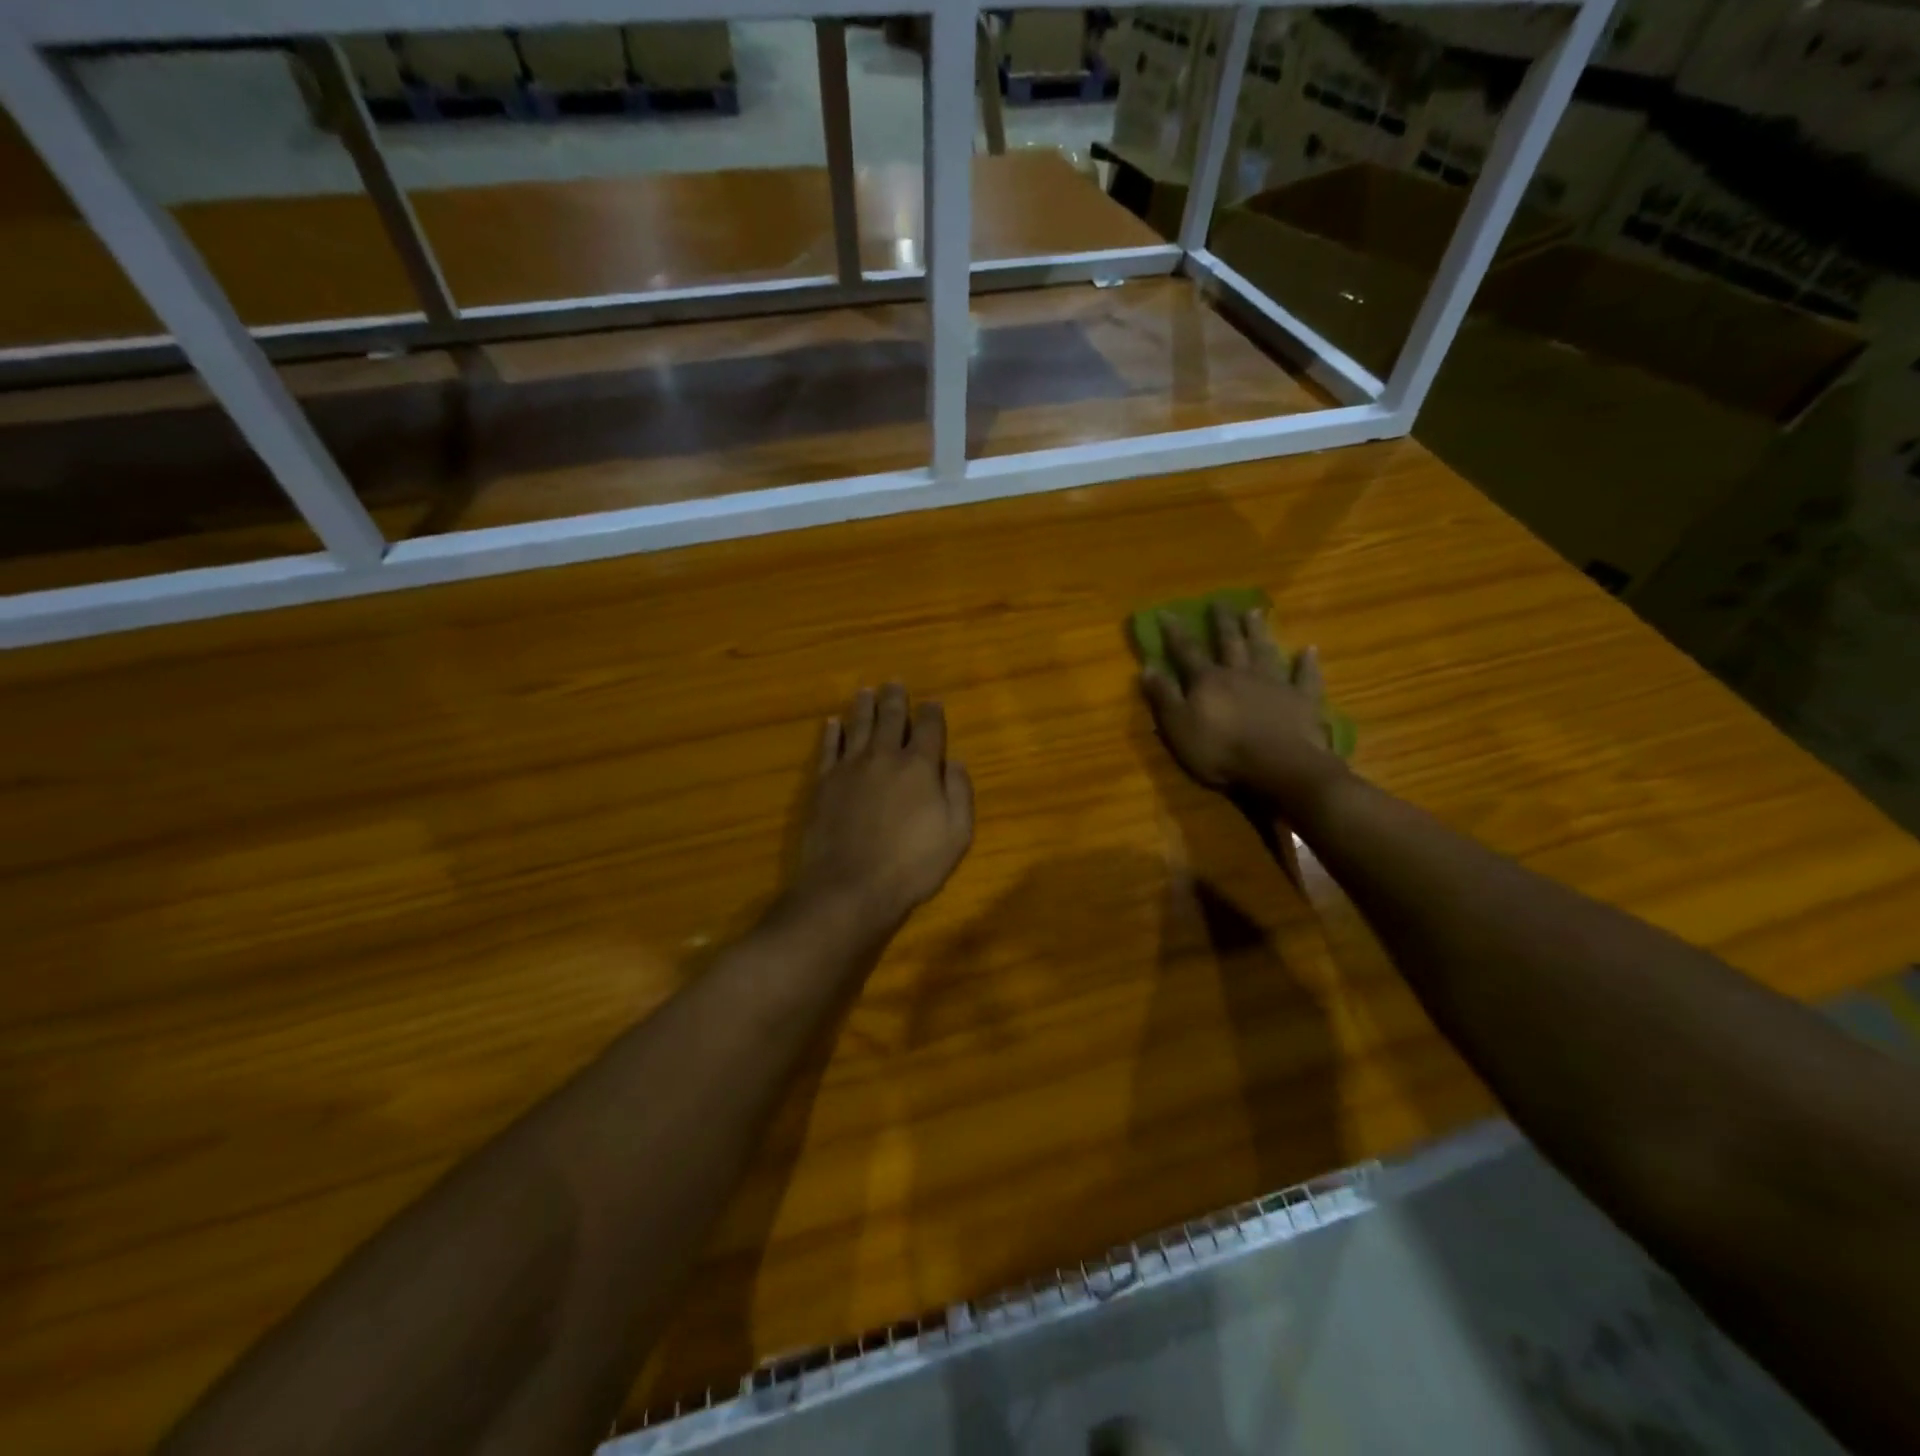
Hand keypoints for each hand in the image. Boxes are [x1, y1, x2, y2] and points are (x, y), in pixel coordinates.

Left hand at [792, 683, 974, 926]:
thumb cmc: (911, 865)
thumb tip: (956, 761)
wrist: (850, 886)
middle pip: (891, 718)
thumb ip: (959, 794)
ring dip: (863, 706)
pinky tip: (832, 723)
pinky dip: (831, 732)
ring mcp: (850, 767)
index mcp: (920, 767)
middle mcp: (884, 757)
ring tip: (865, 691)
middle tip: (895, 683)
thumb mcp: (956, 835)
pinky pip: (828, 748)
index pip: (929, 728)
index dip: (933, 712)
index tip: (933, 702)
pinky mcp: (824, 783)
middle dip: (895, 699)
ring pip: (858, 725)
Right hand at [1140, 602, 1346, 811]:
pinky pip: (1304, 677)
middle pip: (1229, 643)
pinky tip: (1310, 650)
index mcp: (1208, 681)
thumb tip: (1147, 667)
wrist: (1279, 765)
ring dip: (1258, 632)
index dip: (1175, 633)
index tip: (1166, 612)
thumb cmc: (1221, 751)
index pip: (1187, 651)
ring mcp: (1274, 684)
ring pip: (1264, 651)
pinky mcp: (1302, 700)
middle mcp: (1240, 673)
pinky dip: (1307, 663)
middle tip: (1219, 601)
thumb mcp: (1178, 727)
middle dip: (1222, 622)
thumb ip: (1164, 697)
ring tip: (1254, 612)